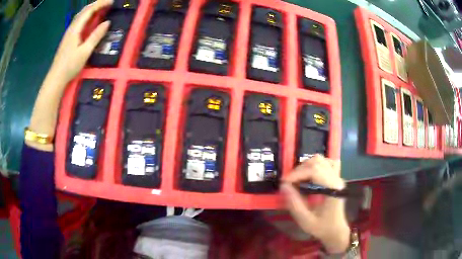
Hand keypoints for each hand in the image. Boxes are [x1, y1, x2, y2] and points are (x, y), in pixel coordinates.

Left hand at [47, 0, 112, 85]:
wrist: (56, 77)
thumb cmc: (70, 66)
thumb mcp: (85, 52)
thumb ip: (96, 36)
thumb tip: (107, 22)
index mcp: (76, 29)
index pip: (89, 10)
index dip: (101, 3)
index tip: (112, 2)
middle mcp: (72, 27)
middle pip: (85, 10)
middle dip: (97, 3)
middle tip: (109, 3)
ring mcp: (69, 32)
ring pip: (81, 15)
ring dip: (92, 8)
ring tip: (102, 7)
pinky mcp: (69, 37)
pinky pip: (79, 21)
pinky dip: (87, 15)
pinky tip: (91, 18)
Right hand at [281, 155, 349, 253]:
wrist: (335, 230)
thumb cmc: (322, 227)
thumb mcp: (305, 220)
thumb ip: (294, 203)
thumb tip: (284, 186)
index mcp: (332, 189)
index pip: (315, 171)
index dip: (297, 173)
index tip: (285, 182)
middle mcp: (337, 179)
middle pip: (318, 162)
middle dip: (300, 169)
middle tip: (290, 182)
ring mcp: (338, 177)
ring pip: (322, 160)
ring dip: (307, 166)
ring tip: (298, 178)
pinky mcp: (336, 178)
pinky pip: (327, 163)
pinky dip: (316, 165)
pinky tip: (310, 175)